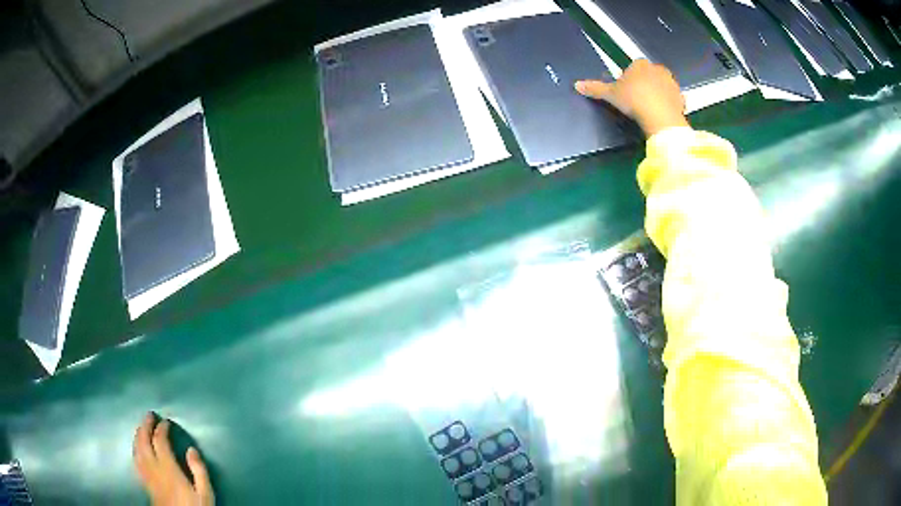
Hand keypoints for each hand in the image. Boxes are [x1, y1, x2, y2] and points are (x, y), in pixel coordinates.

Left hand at [133, 412, 214, 505]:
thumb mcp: (205, 493)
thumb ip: (199, 471)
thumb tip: (191, 450)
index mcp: (168, 468)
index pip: (160, 441)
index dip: (161, 428)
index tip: (166, 422)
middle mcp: (153, 468)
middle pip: (144, 441)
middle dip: (145, 426)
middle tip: (149, 415)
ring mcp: (147, 475)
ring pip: (137, 449)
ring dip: (138, 435)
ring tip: (141, 427)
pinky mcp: (145, 482)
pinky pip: (135, 460)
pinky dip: (135, 449)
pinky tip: (137, 448)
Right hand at [575, 59, 687, 136]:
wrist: (660, 117)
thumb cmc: (634, 100)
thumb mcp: (611, 95)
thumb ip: (595, 88)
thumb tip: (577, 85)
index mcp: (640, 64)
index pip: (633, 67)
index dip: (629, 79)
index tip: (627, 91)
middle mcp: (658, 69)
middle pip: (649, 75)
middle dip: (645, 84)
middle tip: (638, 100)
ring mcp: (671, 82)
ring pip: (662, 86)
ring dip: (658, 93)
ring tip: (650, 108)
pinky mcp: (681, 97)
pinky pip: (673, 99)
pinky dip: (669, 104)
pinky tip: (662, 114)